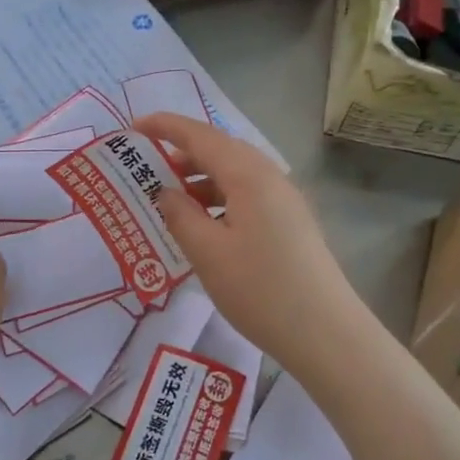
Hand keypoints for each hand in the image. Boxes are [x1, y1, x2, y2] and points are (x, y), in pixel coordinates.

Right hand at [133, 113, 362, 367]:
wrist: (325, 332)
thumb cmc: (260, 289)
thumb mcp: (207, 253)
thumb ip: (180, 216)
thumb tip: (166, 192)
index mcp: (249, 175)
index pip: (200, 137)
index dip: (166, 127)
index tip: (133, 128)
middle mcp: (270, 177)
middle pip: (221, 150)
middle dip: (182, 153)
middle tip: (147, 165)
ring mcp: (285, 200)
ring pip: (235, 174)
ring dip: (201, 179)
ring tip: (170, 198)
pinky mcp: (290, 223)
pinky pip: (247, 195)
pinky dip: (219, 199)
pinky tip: (204, 225)